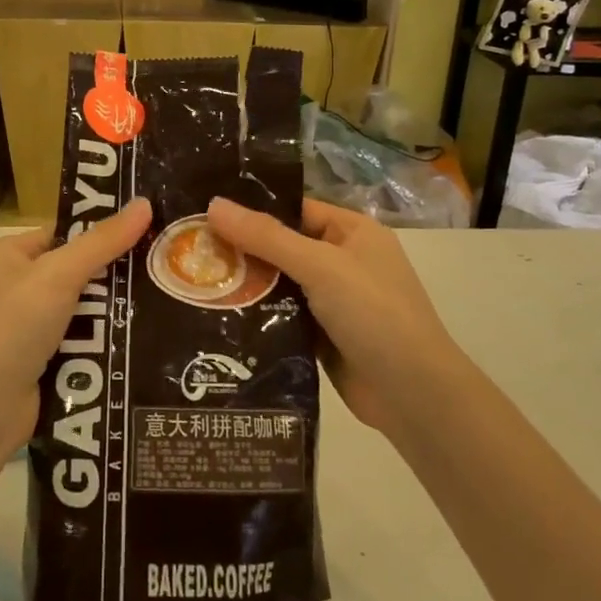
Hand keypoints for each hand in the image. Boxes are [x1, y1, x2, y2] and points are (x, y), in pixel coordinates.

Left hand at [0, 198, 151, 459]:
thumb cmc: (12, 329)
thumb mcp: (58, 276)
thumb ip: (102, 241)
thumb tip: (144, 202)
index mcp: (5, 255)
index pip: (63, 234)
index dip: (102, 233)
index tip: (149, 232)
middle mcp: (12, 286)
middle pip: (76, 271)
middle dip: (112, 276)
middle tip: (162, 270)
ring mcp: (24, 327)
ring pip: (82, 309)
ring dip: (112, 312)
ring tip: (162, 304)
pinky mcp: (39, 361)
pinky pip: (80, 341)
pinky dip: (102, 341)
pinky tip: (140, 338)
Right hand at [206, 197, 464, 435]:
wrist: (414, 396)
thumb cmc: (374, 314)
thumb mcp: (320, 266)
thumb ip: (266, 237)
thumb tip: (213, 204)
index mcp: (351, 232)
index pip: (293, 209)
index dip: (251, 209)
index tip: (203, 212)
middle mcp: (342, 261)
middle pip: (281, 247)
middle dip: (240, 250)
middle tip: (186, 249)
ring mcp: (332, 301)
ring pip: (278, 284)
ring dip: (244, 285)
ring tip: (190, 281)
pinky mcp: (321, 336)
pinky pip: (281, 317)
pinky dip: (256, 316)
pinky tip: (216, 316)